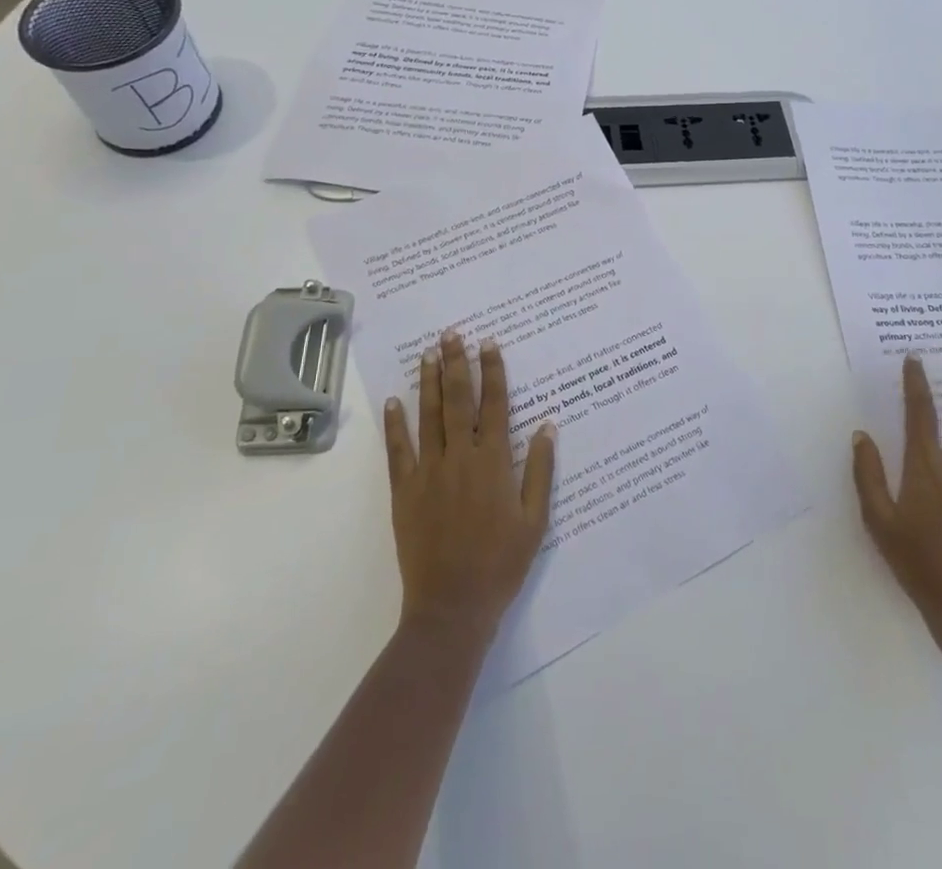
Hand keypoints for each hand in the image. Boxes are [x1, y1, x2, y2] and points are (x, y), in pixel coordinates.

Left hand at [384, 330, 556, 641]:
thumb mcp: (535, 520)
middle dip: (457, 364)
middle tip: (452, 334)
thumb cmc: (501, 563)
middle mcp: (460, 458)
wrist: (453, 607)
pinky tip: (393, 401)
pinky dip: (395, 424)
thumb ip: (540, 471)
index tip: (489, 344)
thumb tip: (548, 426)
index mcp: (494, 463)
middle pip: (459, 401)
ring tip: (428, 353)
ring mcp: (429, 473)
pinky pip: (398, 451)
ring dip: (429, 382)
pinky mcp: (404, 492)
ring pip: (429, 417)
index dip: (493, 372)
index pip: (495, 405)